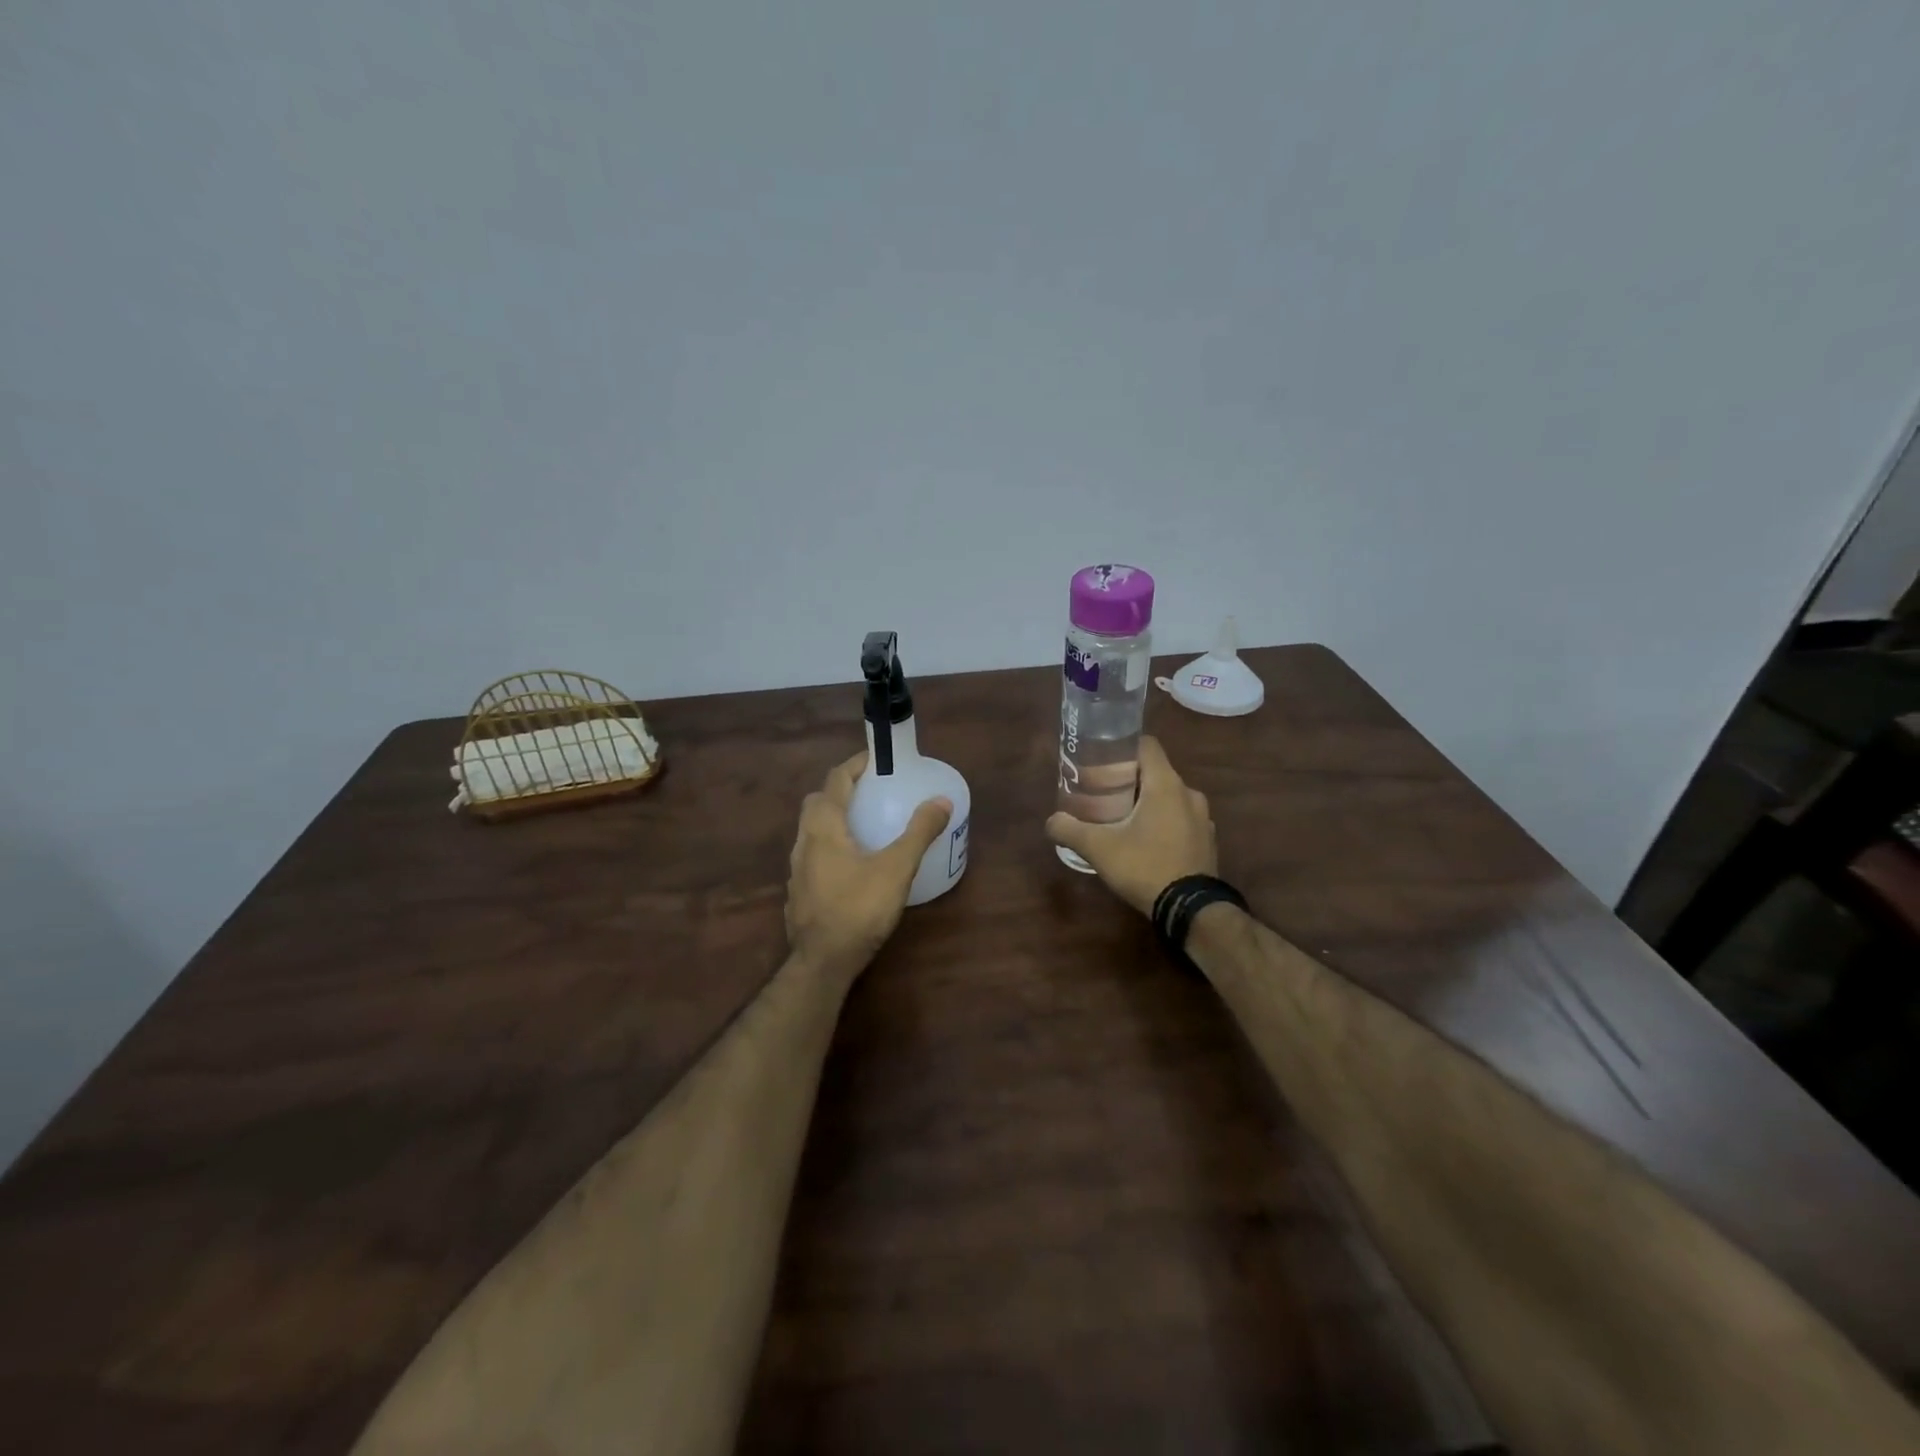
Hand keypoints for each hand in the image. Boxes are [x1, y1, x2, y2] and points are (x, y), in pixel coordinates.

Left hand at [786, 752, 953, 981]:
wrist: (823, 961)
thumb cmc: (859, 908)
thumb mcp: (897, 868)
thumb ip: (919, 832)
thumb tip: (941, 801)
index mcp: (824, 826)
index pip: (835, 780)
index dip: (854, 765)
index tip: (875, 758)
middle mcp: (803, 841)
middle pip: (817, 802)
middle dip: (840, 790)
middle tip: (870, 792)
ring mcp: (796, 869)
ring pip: (811, 831)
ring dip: (833, 820)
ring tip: (863, 827)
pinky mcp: (797, 893)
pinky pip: (812, 857)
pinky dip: (829, 848)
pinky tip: (850, 866)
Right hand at [1046, 735, 1215, 914]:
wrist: (1190, 910)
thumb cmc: (1145, 866)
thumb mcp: (1099, 848)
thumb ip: (1070, 830)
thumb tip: (1050, 821)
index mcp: (1166, 785)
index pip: (1147, 745)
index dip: (1124, 747)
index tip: (1103, 760)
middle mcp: (1189, 794)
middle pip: (1156, 773)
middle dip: (1130, 780)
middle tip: (1103, 793)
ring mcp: (1203, 819)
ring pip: (1170, 798)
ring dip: (1148, 803)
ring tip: (1122, 819)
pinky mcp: (1207, 841)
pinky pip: (1182, 820)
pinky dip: (1164, 823)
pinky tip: (1146, 843)